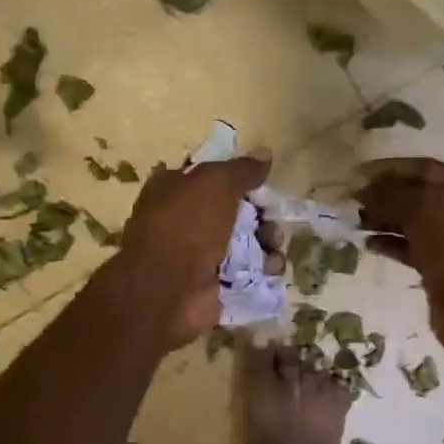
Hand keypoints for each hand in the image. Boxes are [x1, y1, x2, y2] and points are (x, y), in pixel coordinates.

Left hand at [118, 153, 270, 345]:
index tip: (262, 183)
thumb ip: (242, 169)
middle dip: (261, 215)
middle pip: (236, 213)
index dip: (239, 179)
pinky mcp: (217, 287)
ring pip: (247, 244)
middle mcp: (186, 223)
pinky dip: (264, 271)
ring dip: (267, 243)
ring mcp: (201, 258)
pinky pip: (249, 274)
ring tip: (274, 247)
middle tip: (271, 221)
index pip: (212, 178)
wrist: (169, 289)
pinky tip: (271, 269)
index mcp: (175, 191)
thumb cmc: (186, 226)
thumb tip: (265, 154)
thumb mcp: (215, 184)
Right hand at [355, 157, 443, 360]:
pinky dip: (393, 245)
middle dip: (385, 197)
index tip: (356, 177)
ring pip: (414, 224)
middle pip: (418, 196)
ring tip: (358, 225)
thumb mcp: (420, 210)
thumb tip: (361, 186)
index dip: (389, 170)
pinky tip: (370, 246)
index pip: (423, 168)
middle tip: (353, 203)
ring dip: (385, 221)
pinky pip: (414, 249)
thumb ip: (389, 194)